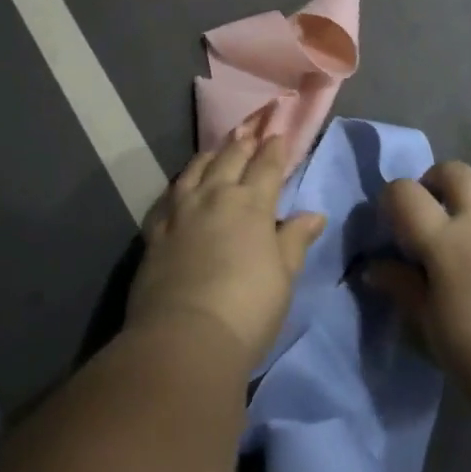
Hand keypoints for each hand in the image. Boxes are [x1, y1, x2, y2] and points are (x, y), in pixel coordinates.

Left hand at [127, 124, 327, 366]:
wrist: (184, 338)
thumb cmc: (247, 310)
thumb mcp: (283, 278)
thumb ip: (295, 240)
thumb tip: (314, 214)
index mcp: (252, 204)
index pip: (267, 166)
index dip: (274, 150)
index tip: (279, 136)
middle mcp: (215, 195)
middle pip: (230, 158)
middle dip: (243, 143)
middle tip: (250, 132)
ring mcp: (181, 210)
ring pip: (196, 168)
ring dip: (210, 155)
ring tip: (217, 149)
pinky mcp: (155, 229)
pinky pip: (168, 195)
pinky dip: (179, 183)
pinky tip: (180, 185)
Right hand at [366, 161, 470, 416]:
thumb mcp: (428, 324)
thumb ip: (401, 286)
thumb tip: (374, 268)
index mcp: (445, 241)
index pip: (406, 193)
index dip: (392, 198)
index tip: (391, 220)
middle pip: (455, 172)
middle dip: (436, 180)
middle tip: (430, 210)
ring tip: (467, 233)